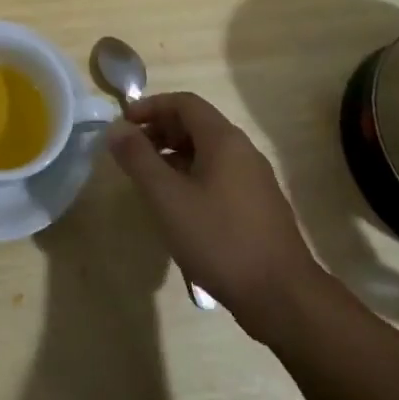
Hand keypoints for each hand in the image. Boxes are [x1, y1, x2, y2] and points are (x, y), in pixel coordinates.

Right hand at [105, 92, 321, 322]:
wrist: (282, 297)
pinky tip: (178, 206)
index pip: (184, 103)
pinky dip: (191, 176)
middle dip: (160, 131)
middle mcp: (243, 151)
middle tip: (131, 153)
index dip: (150, 107)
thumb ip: (138, 158)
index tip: (123, 125)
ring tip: (148, 180)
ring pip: (207, 152)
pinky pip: (219, 175)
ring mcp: (254, 180)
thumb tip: (116, 128)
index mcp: (223, 140)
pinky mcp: (258, 206)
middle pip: (196, 124)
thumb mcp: (167, 197)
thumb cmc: (219, 239)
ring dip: (174, 155)